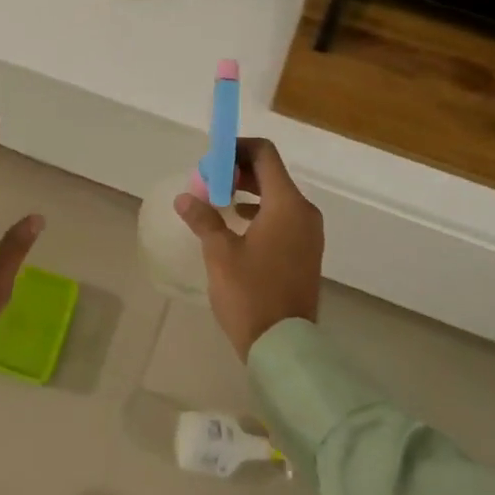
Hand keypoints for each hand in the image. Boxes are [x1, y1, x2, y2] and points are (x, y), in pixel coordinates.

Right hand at [174, 138, 322, 360]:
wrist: (283, 344)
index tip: (210, 162)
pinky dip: (260, 211)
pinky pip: (283, 217)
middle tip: (208, 183)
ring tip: (217, 202)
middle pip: (271, 173)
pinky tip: (237, 225)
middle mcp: (304, 212)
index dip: (235, 149)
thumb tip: (184, 198)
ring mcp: (309, 233)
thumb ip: (203, 219)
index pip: (264, 154)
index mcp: (286, 204)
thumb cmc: (250, 293)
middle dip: (238, 172)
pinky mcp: (306, 251)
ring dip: (248, 191)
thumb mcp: (219, 253)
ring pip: (277, 196)